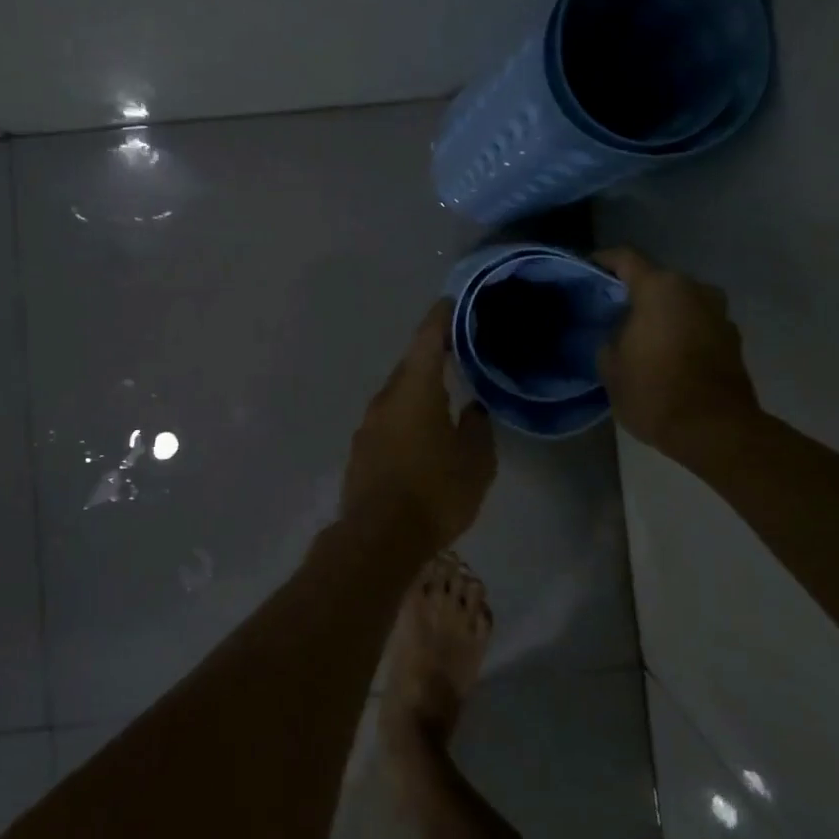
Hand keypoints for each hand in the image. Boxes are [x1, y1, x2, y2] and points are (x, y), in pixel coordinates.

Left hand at [342, 299, 496, 551]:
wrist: (378, 537)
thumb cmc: (434, 491)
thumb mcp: (475, 461)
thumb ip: (477, 427)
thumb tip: (474, 408)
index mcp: (415, 388)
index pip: (427, 338)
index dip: (441, 317)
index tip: (452, 302)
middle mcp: (386, 396)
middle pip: (411, 364)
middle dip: (433, 354)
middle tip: (459, 349)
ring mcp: (369, 422)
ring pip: (398, 393)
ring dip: (419, 387)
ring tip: (446, 391)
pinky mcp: (361, 447)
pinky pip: (389, 417)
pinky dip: (408, 413)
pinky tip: (423, 430)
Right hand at [594, 247, 760, 461]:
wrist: (715, 431)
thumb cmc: (654, 391)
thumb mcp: (610, 365)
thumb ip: (611, 337)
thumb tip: (620, 333)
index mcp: (660, 288)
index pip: (625, 258)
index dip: (603, 261)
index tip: (587, 270)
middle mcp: (694, 290)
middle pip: (657, 280)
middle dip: (635, 292)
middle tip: (611, 310)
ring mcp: (719, 314)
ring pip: (681, 302)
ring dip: (662, 313)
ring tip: (640, 334)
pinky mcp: (733, 339)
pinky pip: (698, 324)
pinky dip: (681, 331)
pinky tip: (666, 353)